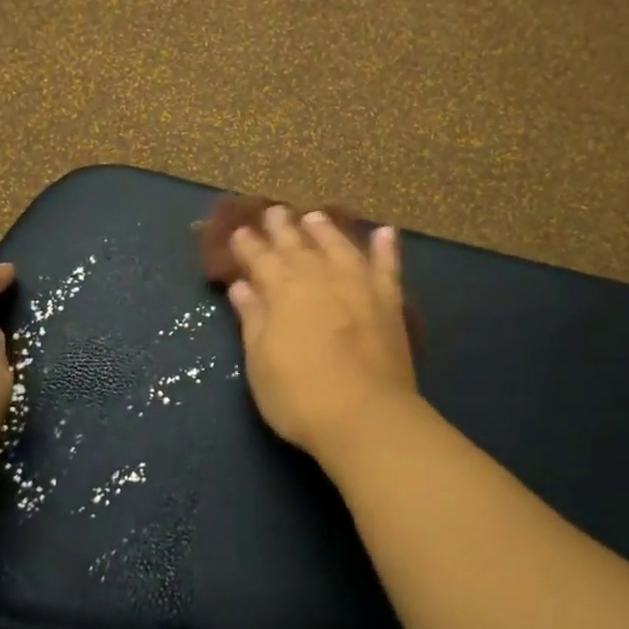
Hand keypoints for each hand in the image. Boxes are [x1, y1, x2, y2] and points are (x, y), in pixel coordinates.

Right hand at [226, 206, 418, 461]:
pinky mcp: (389, 303)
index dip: (248, 246)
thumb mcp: (260, 361)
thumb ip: (253, 318)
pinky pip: (387, 267)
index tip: (240, 232)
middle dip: (282, 228)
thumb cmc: (299, 395)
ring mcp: (358, 286)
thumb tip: (242, 286)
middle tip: (274, 211)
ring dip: (326, 231)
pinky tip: (385, 232)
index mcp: (283, 291)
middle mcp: (320, 278)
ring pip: (339, 247)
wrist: (365, 416)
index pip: (260, 259)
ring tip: (315, 217)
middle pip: (298, 246)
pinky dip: (386, 248)